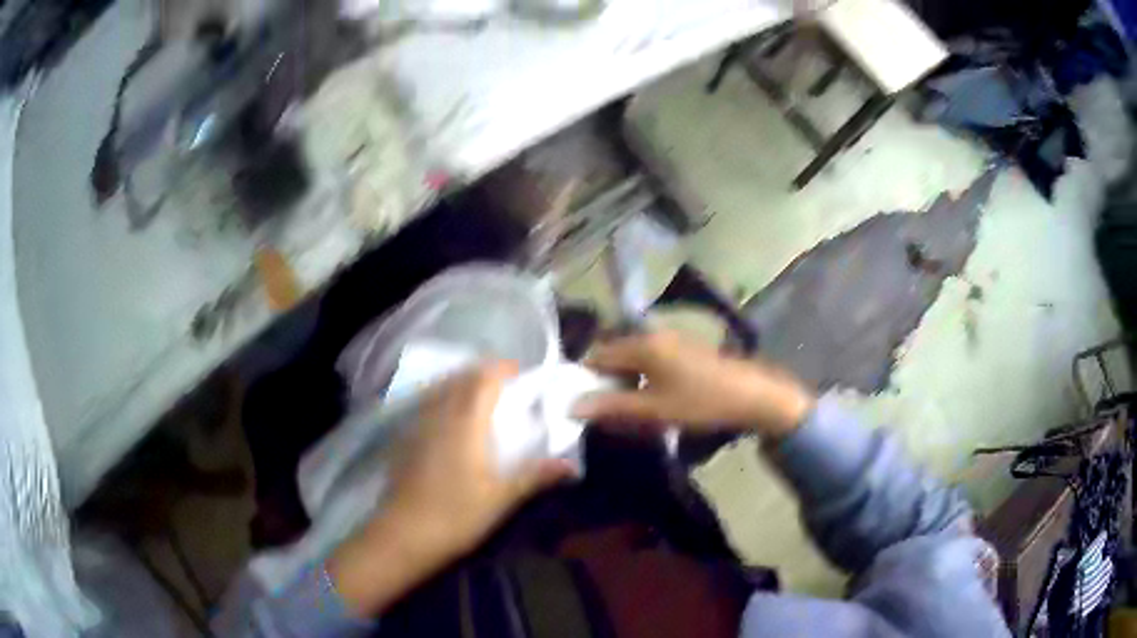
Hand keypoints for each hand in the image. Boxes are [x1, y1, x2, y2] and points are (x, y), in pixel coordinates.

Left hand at [328, 362, 573, 616]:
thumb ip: (535, 476)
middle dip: (484, 374)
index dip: (503, 369)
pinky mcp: (406, 439)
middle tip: (506, 385)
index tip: (522, 373)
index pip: (484, 379)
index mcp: (466, 422)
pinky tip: (451, 422)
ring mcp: (418, 425)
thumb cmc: (456, 515)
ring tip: (480, 398)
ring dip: (462, 384)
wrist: (403, 534)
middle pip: (461, 379)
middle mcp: (440, 414)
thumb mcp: (501, 498)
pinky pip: (428, 405)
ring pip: (441, 390)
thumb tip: (570, 464)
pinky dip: (444, 400)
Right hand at [573, 331, 814, 437]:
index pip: (598, 355)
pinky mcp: (684, 348)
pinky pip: (650, 359)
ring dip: (624, 382)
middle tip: (603, 412)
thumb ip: (611, 407)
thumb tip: (571, 407)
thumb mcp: (654, 410)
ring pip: (633, 358)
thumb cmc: (701, 402)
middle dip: (605, 382)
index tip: (578, 404)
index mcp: (643, 345)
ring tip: (626, 411)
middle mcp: (654, 335)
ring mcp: (671, 339)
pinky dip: (642, 378)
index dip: (584, 379)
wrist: (752, 396)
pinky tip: (650, 399)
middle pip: (615, 354)